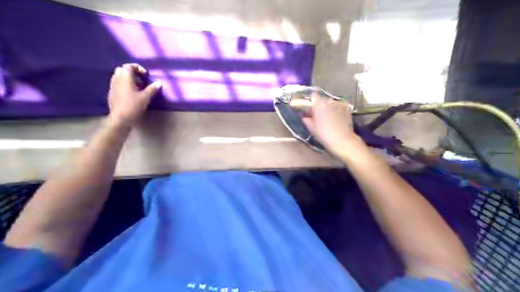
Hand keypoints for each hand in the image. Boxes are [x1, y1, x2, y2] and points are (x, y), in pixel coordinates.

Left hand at [106, 63, 160, 126]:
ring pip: (119, 77)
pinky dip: (124, 85)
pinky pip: (117, 84)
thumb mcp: (145, 97)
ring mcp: (112, 87)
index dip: (138, 68)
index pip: (129, 66)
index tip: (146, 75)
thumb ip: (152, 89)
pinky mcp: (112, 94)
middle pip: (122, 70)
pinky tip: (131, 94)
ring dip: (128, 79)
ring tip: (138, 87)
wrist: (120, 119)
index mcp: (125, 78)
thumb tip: (159, 83)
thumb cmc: (133, 106)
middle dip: (132, 73)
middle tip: (141, 80)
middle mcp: (116, 80)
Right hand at [301, 95, 361, 154]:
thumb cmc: (325, 135)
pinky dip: (337, 109)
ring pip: (331, 103)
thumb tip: (305, 117)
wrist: (343, 140)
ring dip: (328, 108)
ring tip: (328, 118)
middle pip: (322, 99)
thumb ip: (307, 120)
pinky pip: (339, 106)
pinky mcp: (347, 108)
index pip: (313, 97)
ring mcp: (339, 104)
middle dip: (320, 106)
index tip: (310, 111)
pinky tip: (336, 118)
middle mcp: (329, 101)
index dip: (311, 104)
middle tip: (318, 116)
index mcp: (319, 104)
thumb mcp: (312, 129)